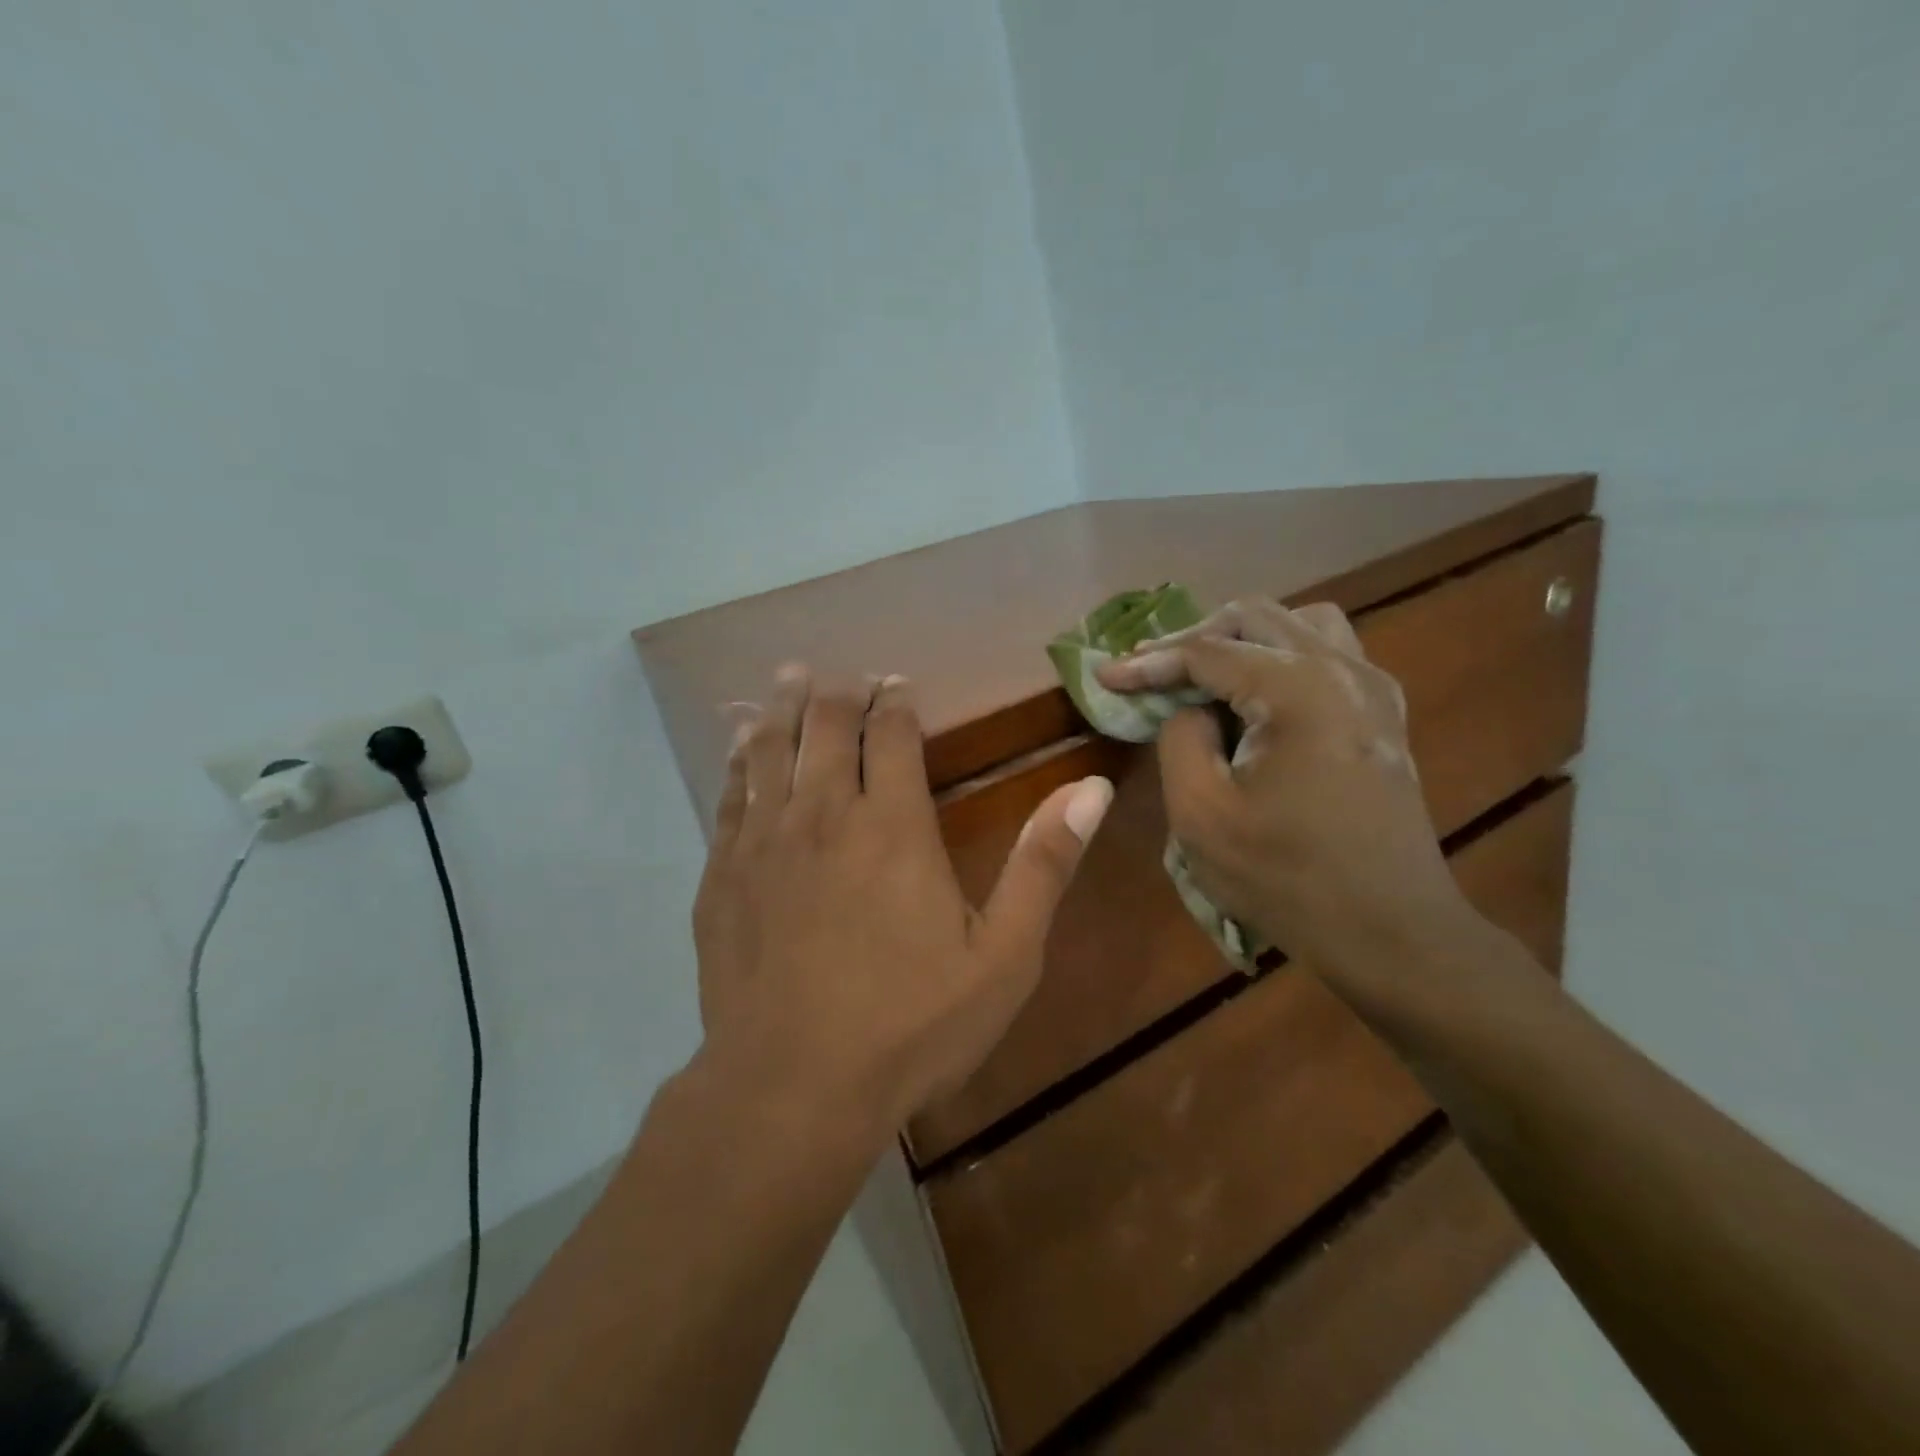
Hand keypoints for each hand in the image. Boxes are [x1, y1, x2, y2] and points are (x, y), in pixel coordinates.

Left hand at [691, 667, 1113, 1139]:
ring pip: (770, 749)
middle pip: (825, 726)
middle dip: (838, 692)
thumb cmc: (911, 1025)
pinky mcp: (722, 876)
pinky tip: (739, 748)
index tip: (898, 686)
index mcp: (892, 824)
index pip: (890, 733)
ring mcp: (764, 843)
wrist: (793, 1088)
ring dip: (782, 708)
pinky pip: (730, 798)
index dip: (896, 701)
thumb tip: (1090, 787)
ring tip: (787, 677)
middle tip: (844, 675)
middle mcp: (823, 814)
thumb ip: (1044, 864)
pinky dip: (738, 763)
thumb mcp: (1004, 955)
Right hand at [1096, 599, 1469, 981]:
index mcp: (1298, 689)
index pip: (1207, 652)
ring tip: (1206, 676)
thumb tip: (1189, 708)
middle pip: (1255, 617)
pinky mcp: (1383, 716)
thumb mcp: (1202, 814)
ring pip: (1300, 624)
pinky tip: (1258, 698)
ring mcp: (1373, 690)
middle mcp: (1342, 670)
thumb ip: (1180, 738)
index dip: (1147, 662)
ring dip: (1244, 639)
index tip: (1103, 675)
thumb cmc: (1287, 878)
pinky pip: (1329, 654)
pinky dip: (1282, 658)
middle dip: (1193, 639)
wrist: (1392, 932)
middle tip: (1150, 673)